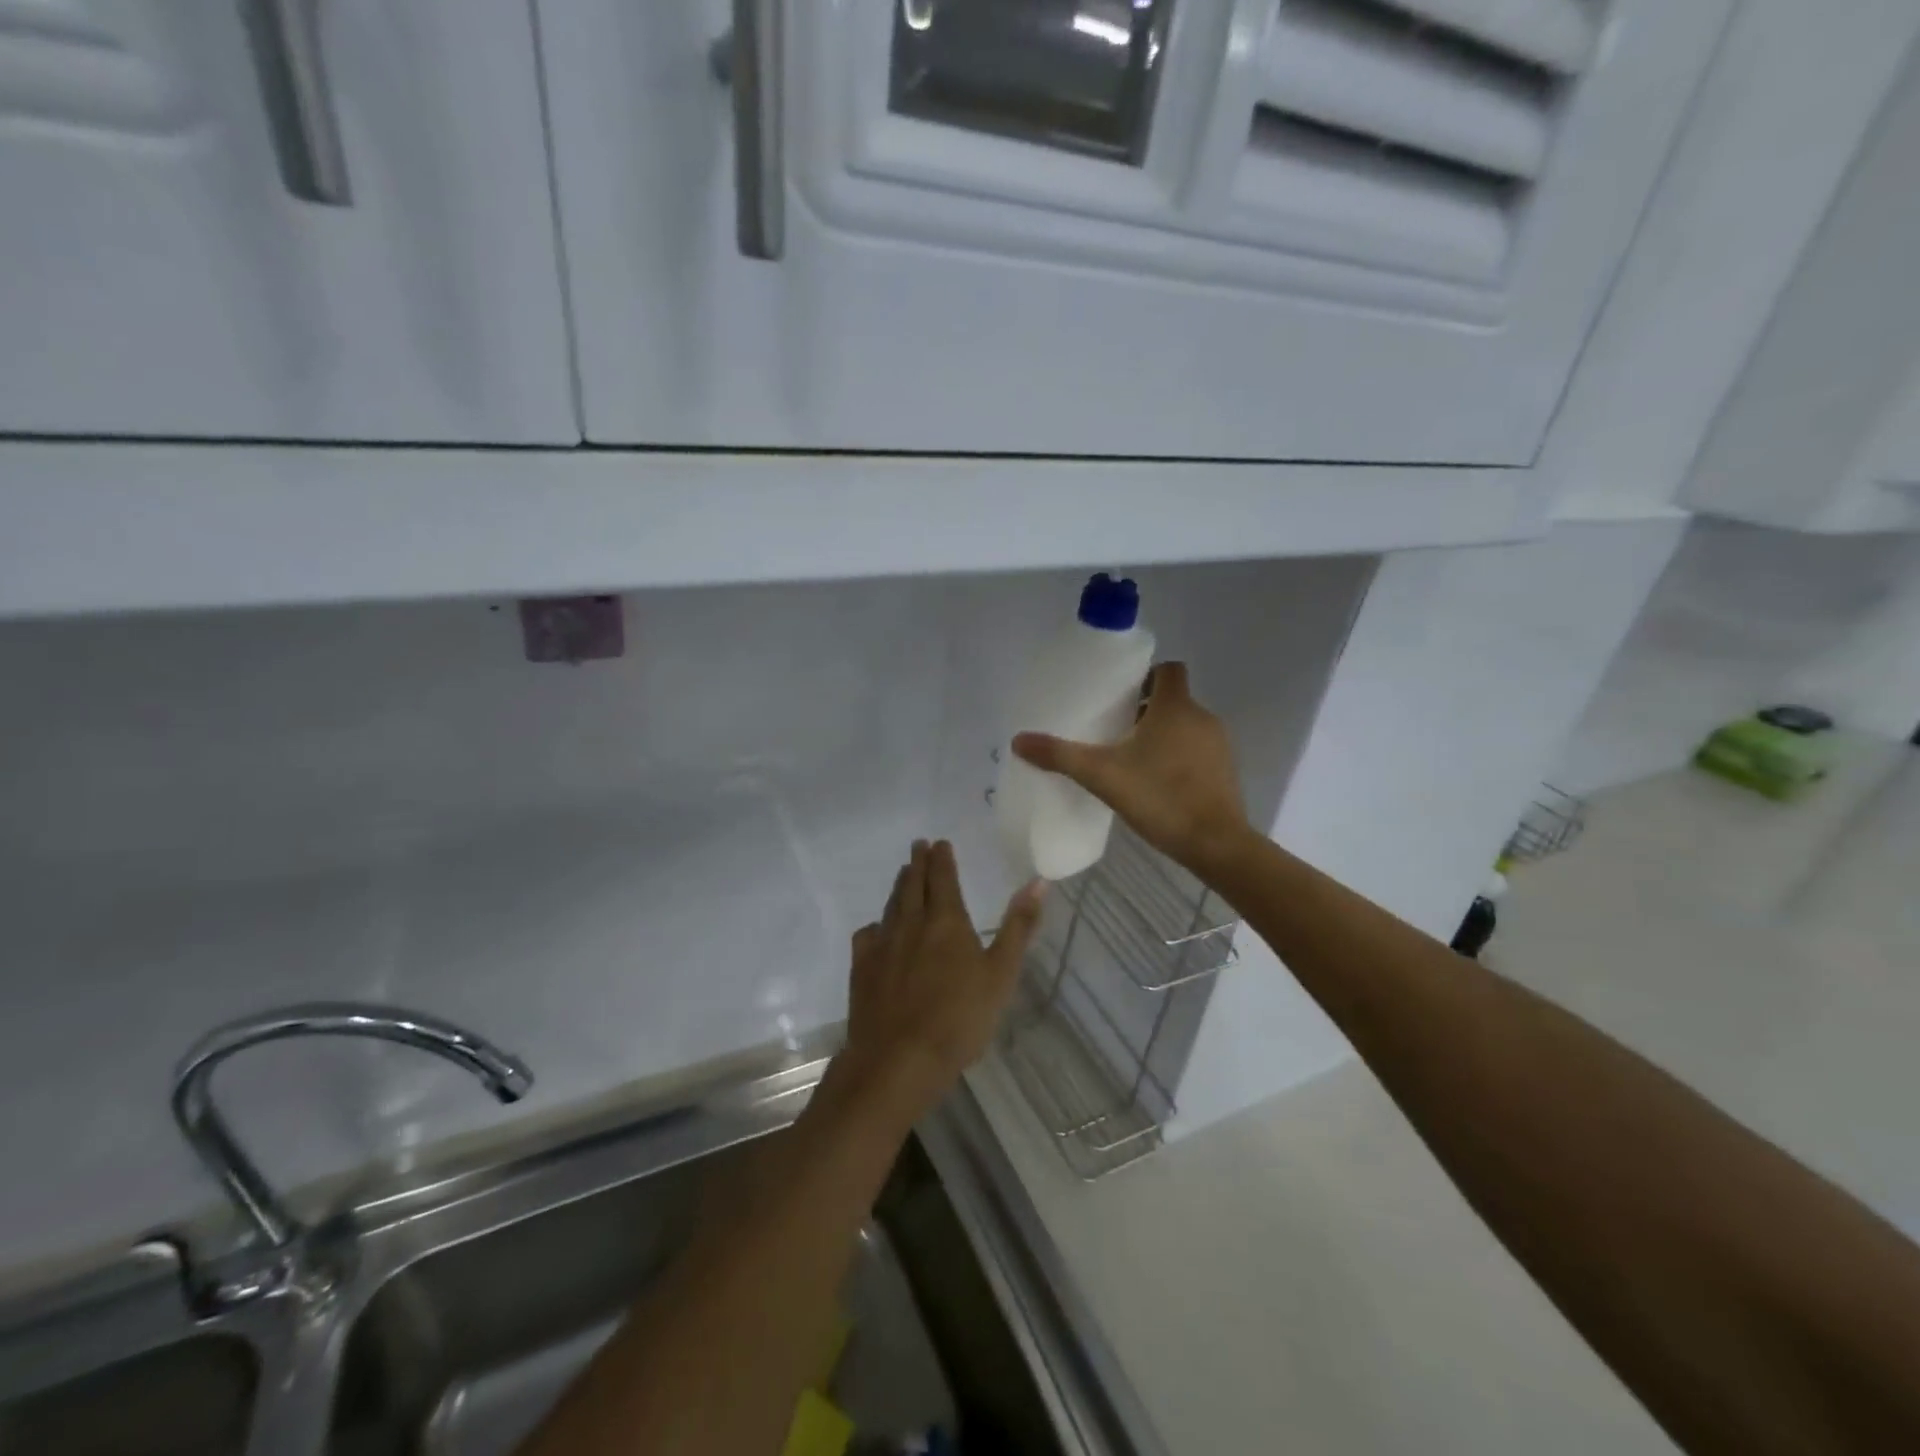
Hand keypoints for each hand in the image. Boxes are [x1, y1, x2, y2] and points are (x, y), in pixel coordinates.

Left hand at [830, 840, 1044, 1123]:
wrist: (898, 1059)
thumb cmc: (959, 1018)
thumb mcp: (1001, 973)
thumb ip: (1019, 926)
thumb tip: (1037, 882)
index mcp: (946, 920)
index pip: (942, 878)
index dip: (942, 858)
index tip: (939, 842)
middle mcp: (911, 923)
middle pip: (913, 884)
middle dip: (918, 863)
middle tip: (918, 846)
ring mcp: (882, 945)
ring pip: (891, 905)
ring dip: (899, 887)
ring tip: (904, 875)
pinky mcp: (862, 968)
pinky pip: (868, 935)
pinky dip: (877, 925)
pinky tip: (878, 930)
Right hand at [1012, 661, 1250, 875]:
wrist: (1216, 844)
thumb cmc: (1160, 797)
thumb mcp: (1102, 775)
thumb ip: (1060, 755)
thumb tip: (1018, 740)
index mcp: (1175, 707)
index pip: (1167, 669)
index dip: (1144, 676)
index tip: (1119, 695)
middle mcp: (1201, 717)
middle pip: (1172, 699)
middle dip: (1144, 709)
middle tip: (1113, 729)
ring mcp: (1219, 745)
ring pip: (1185, 726)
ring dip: (1161, 734)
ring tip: (1130, 757)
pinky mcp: (1225, 771)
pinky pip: (1197, 750)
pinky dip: (1177, 756)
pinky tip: (1155, 782)